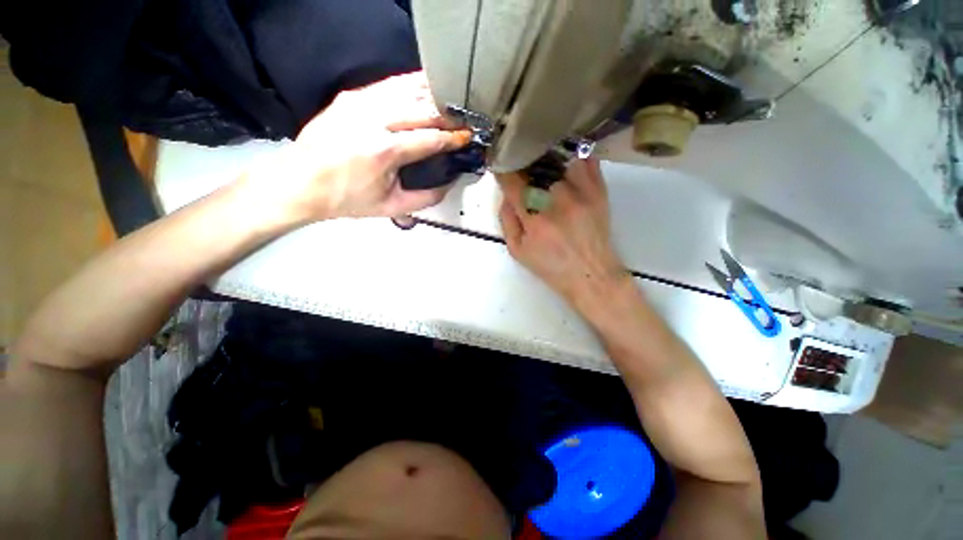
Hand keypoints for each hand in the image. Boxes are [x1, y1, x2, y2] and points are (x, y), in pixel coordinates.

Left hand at [250, 71, 470, 222]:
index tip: (468, 137)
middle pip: (422, 109)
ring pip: (407, 90)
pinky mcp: (350, 95)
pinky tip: (424, 87)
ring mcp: (360, 102)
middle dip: (448, 115)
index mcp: (384, 150)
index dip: (453, 138)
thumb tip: (449, 183)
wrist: (300, 183)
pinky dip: (410, 85)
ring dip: (432, 95)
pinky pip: (388, 85)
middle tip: (465, 120)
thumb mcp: (391, 207)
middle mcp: (373, 119)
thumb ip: (426, 198)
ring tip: (451, 100)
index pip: (430, 138)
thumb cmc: (347, 199)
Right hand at [497, 158, 625, 305]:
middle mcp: (557, 202)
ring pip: (560, 162)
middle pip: (536, 169)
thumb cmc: (551, 266)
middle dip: (526, 169)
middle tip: (525, 176)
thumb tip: (506, 195)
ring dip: (549, 166)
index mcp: (534, 220)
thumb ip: (507, 221)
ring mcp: (581, 194)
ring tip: (547, 175)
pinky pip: (586, 163)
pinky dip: (574, 162)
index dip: (505, 173)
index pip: (513, 183)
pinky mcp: (599, 192)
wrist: (590, 274)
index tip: (503, 169)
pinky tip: (567, 169)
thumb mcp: (518, 251)